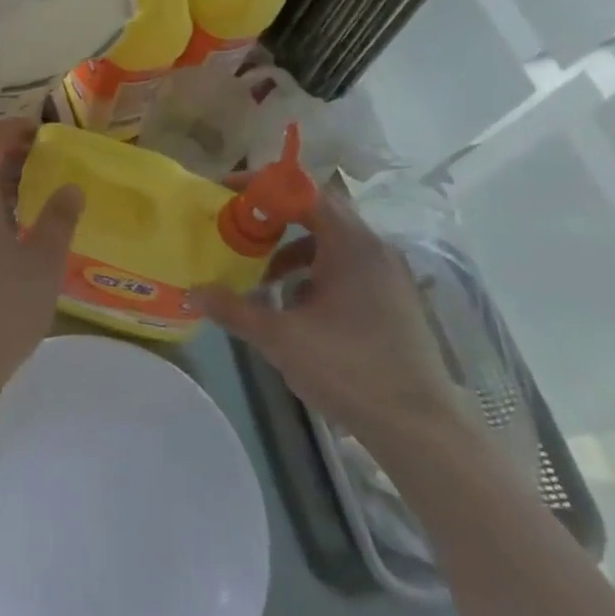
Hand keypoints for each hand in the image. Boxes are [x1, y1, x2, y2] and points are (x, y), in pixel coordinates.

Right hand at [193, 190, 463, 457]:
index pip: (303, 192)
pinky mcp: (393, 300)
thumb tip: (194, 292)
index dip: (263, 186)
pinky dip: (315, 272)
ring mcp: (388, 275)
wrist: (420, 429)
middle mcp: (374, 249)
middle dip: (274, 217)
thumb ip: (234, 310)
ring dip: (292, 249)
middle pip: (318, 212)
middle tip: (238, 229)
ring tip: (263, 277)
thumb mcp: (280, 339)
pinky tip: (296, 306)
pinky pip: (347, 266)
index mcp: (351, 245)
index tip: (227, 193)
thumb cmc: (349, 370)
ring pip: (332, 242)